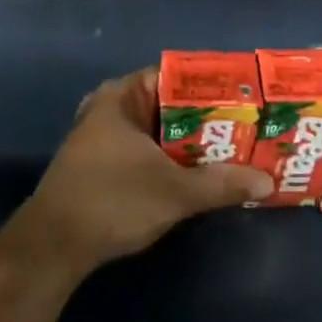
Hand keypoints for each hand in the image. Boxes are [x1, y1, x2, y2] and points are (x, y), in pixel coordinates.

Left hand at [0, 67, 273, 284]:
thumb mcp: (174, 192)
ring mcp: (103, 136)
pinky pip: (146, 150)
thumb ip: (222, 183)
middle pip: (169, 105)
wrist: (53, 246)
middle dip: (208, 119)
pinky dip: (171, 159)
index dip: (213, 86)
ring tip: (235, 150)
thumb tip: (268, 182)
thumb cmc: (113, 201)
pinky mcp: (101, 164)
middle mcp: (110, 108)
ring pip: (158, 131)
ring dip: (191, 143)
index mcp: (122, 96)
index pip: (176, 76)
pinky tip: (199, 174)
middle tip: (250, 128)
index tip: (247, 98)